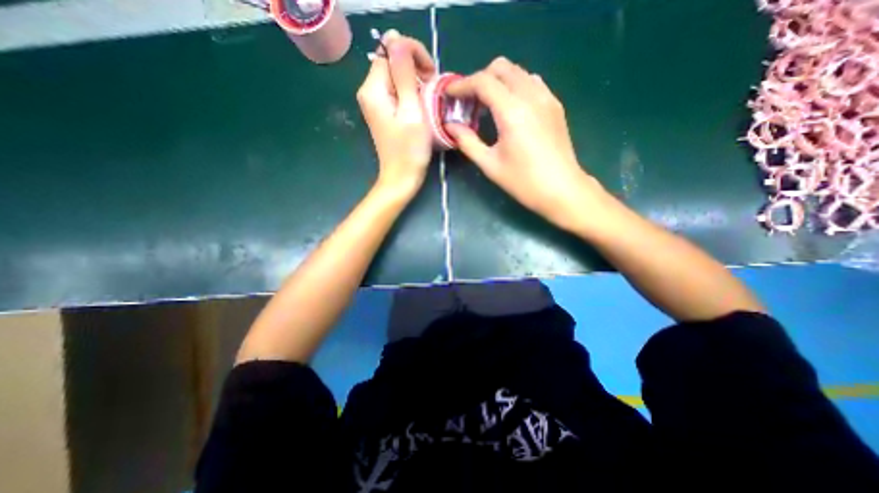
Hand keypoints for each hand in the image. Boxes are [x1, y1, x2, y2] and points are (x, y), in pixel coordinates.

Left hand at [357, 31, 434, 198]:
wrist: (401, 178)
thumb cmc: (410, 150)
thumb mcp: (411, 111)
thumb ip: (404, 74)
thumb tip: (396, 39)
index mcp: (373, 89)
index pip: (390, 50)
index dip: (412, 54)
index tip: (431, 74)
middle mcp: (369, 92)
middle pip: (391, 62)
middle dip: (414, 68)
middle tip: (432, 88)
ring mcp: (375, 103)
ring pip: (396, 77)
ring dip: (415, 81)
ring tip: (429, 98)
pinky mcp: (383, 113)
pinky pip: (397, 92)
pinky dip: (411, 93)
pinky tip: (421, 106)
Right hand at [447, 55, 605, 229]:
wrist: (562, 189)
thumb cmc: (524, 182)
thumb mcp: (490, 165)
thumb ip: (468, 142)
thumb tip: (451, 126)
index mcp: (512, 112)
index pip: (483, 82)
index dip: (462, 84)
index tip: (450, 94)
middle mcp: (531, 96)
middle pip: (501, 68)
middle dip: (480, 79)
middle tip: (469, 102)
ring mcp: (547, 98)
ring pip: (518, 72)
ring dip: (498, 82)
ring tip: (488, 106)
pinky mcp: (555, 105)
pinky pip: (532, 82)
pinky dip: (515, 87)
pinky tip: (510, 109)